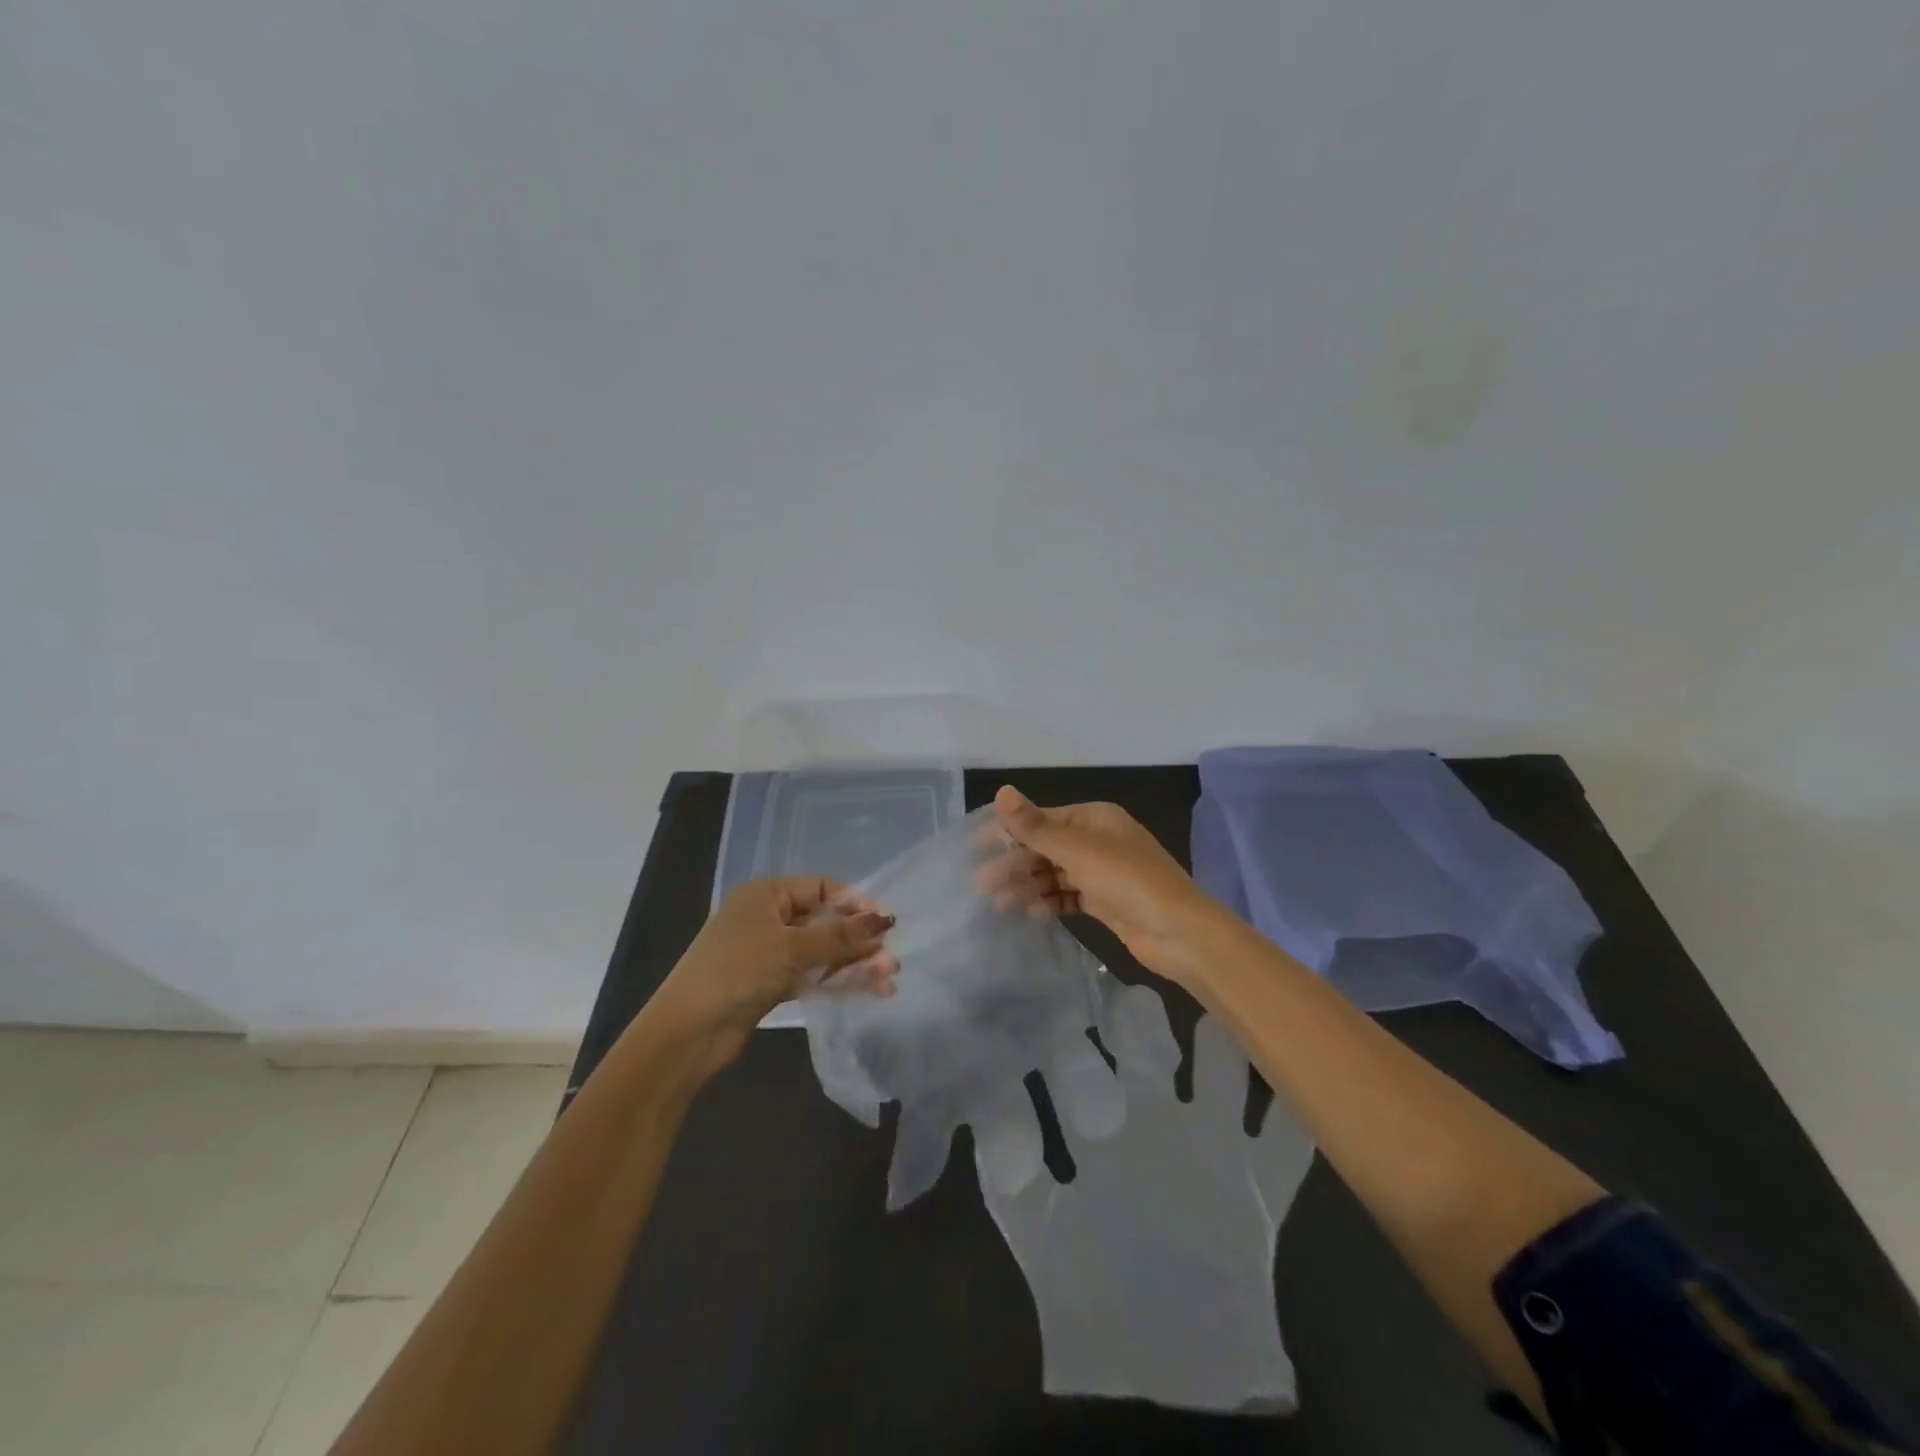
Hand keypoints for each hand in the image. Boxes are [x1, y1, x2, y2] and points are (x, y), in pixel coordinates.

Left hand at [647, 879, 898, 1076]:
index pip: (822, 888)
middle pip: (824, 922)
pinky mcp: (770, 984)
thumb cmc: (738, 970)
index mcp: (766, 894)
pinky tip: (870, 990)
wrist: (687, 1032)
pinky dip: (837, 981)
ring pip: (821, 952)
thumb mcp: (791, 947)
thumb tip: (885, 919)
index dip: (855, 904)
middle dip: (858, 940)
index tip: (885, 924)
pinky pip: (812, 975)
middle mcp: (768, 917)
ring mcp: (769, 953)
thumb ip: (840, 935)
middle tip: (891, 958)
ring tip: (889, 978)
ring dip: (853, 963)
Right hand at [981, 786, 1221, 984]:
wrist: (1179, 933)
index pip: (1042, 818)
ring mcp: (1103, 872)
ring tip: (999, 904)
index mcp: (1095, 817)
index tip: (976, 848)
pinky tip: (1029, 913)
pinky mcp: (1106, 901)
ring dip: (1028, 885)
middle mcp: (1098, 839)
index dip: (1009, 831)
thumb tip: (1001, 792)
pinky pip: (1069, 896)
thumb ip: (1035, 826)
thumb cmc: (1128, 880)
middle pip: (1046, 847)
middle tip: (982, 886)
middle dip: (1015, 863)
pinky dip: (1049, 902)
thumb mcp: (1078, 849)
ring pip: (1055, 873)